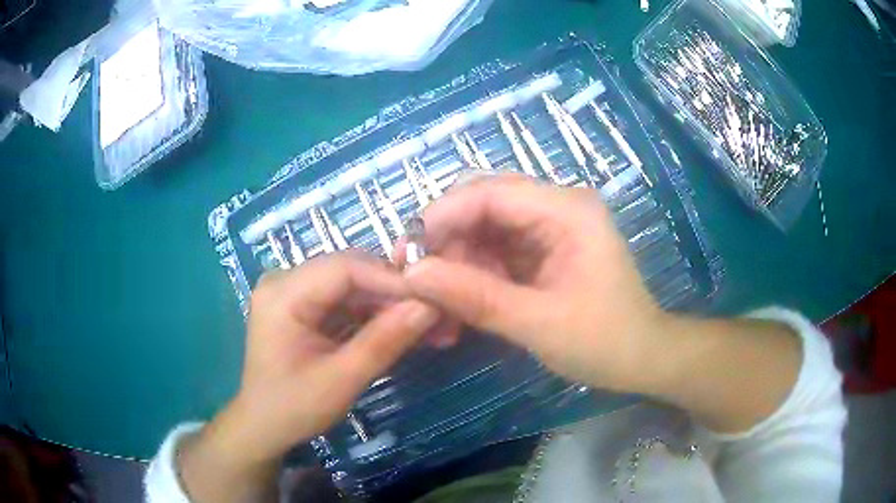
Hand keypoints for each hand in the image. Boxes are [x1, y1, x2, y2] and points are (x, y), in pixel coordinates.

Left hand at [179, 253, 438, 502]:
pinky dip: (374, 316)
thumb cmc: (293, 408)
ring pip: (353, 286)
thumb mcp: (341, 379)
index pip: (346, 268)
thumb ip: (384, 341)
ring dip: (390, 306)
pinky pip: (346, 301)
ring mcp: (294, 291)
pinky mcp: (304, 305)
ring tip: (429, 326)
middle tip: (438, 316)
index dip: (393, 280)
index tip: (436, 298)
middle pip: (351, 272)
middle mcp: (285, 280)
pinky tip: (403, 329)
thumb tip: (430, 307)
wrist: (263, 426)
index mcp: (282, 293)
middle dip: (396, 294)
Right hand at [401, 174, 670, 392]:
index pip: (490, 192)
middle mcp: (557, 206)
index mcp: (567, 210)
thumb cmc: (604, 342)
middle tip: (418, 283)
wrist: (642, 358)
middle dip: (446, 241)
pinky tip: (459, 304)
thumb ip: (475, 296)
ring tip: (438, 306)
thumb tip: (412, 274)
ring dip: (456, 263)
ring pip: (484, 229)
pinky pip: (496, 250)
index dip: (441, 216)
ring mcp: (551, 226)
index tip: (406, 255)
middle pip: (483, 204)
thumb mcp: (538, 323)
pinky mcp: (544, 248)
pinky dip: (473, 274)